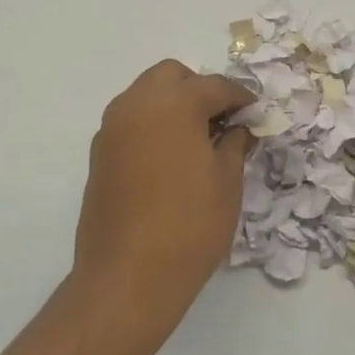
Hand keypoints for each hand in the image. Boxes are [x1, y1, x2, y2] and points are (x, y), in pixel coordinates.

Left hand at [73, 60, 253, 338]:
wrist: (127, 277)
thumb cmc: (189, 225)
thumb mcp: (227, 183)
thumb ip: (234, 145)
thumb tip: (238, 129)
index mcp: (174, 103)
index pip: (214, 86)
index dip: (240, 97)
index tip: (255, 112)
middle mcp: (137, 105)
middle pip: (171, 76)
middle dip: (199, 89)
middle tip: (222, 119)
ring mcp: (112, 129)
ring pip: (145, 95)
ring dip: (172, 104)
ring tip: (197, 138)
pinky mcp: (99, 155)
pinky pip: (130, 121)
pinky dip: (152, 125)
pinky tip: (170, 157)